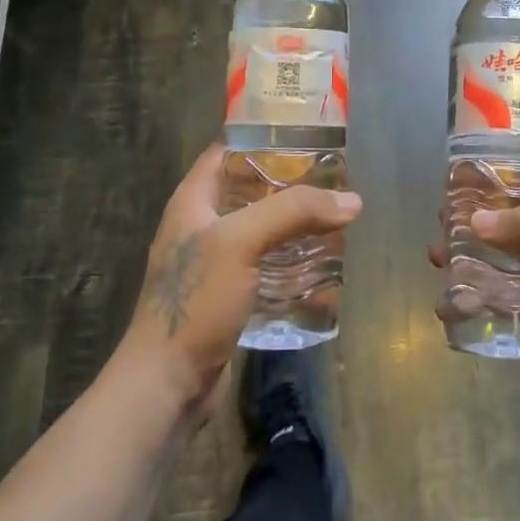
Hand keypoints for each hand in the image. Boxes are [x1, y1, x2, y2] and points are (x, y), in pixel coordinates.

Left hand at [116, 143, 361, 421]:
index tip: (306, 136)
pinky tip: (323, 264)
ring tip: (336, 218)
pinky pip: (266, 266)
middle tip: (333, 180)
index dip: (262, 139)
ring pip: (262, 230)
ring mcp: (215, 264)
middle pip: (250, 190)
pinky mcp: (229, 296)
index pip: (226, 152)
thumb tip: (352, 201)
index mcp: (193, 201)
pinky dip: (292, 261)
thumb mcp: (241, 242)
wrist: (167, 385)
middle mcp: (202, 226)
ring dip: (295, 225)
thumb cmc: (196, 301)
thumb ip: (294, 212)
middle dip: (290, 185)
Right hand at [445, 166, 519, 448]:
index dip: (519, 162)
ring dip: (472, 250)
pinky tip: (447, 304)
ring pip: (506, 251)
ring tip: (435, 256)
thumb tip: (478, 218)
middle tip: (444, 214)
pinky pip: (501, 291)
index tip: (475, 164)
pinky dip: (475, 292)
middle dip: (482, 209)